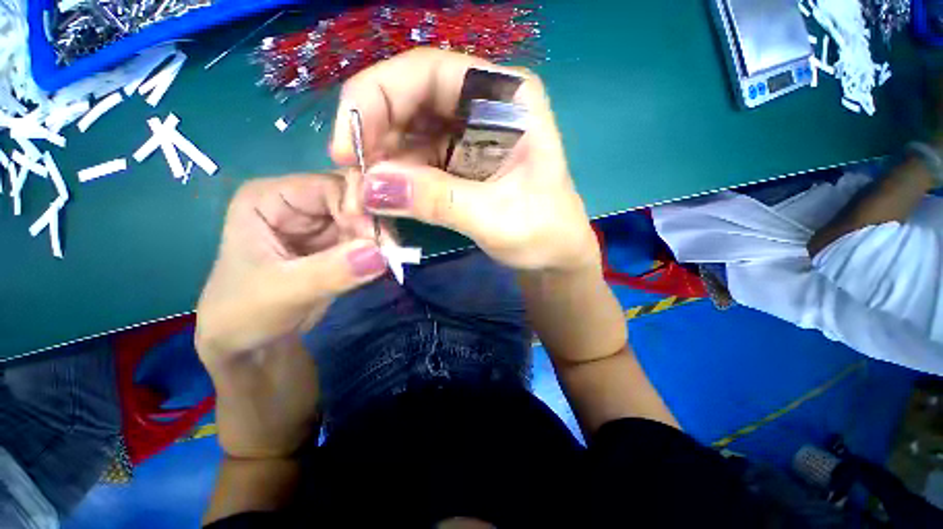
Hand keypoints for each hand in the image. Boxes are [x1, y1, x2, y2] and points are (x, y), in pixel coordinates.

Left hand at [195, 173, 387, 457]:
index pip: (328, 185)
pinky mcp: (338, 244)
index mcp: (269, 198)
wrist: (253, 347)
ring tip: (386, 262)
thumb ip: (329, 272)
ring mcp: (320, 224)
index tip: (377, 238)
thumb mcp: (280, 294)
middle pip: (352, 198)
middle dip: (373, 224)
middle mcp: (298, 204)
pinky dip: (379, 250)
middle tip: (388, 252)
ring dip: (379, 239)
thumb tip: (380, 254)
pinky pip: (368, 238)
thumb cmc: (245, 316)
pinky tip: (384, 263)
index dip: (358, 205)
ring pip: (365, 218)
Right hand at [330, 48, 598, 271]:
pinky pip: (416, 159)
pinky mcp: (460, 162)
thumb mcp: (495, 218)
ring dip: (381, 162)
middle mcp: (485, 105)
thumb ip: (437, 200)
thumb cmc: (544, 233)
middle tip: (353, 178)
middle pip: (411, 98)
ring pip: (409, 131)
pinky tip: (385, 198)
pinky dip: (396, 178)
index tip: (348, 148)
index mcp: (507, 98)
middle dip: (374, 134)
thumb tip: (370, 187)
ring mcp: (469, 134)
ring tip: (365, 197)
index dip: (376, 97)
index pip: (428, 72)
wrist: (555, 256)